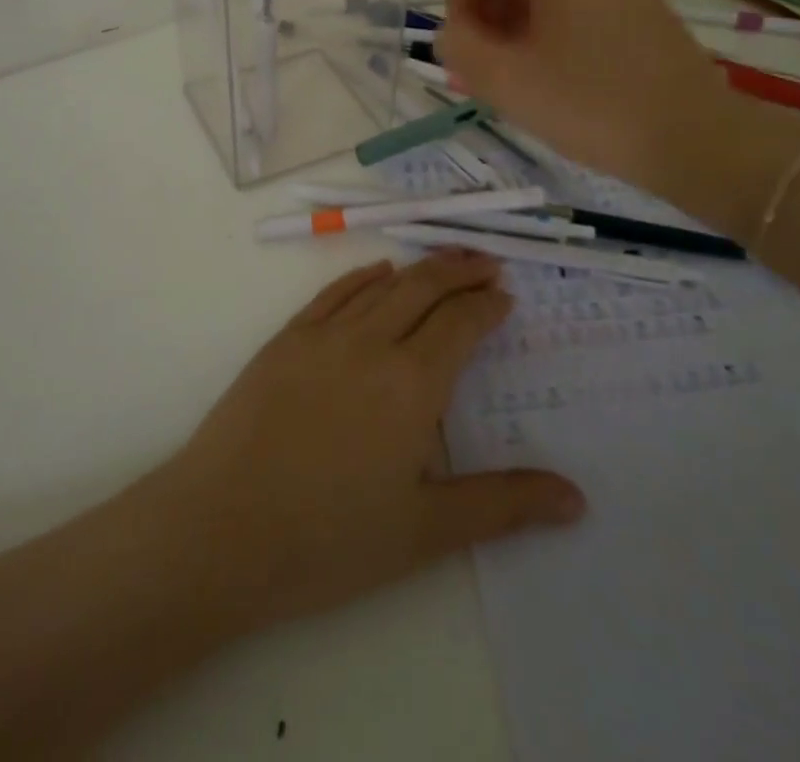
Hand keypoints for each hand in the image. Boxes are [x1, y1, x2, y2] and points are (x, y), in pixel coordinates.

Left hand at [145, 251, 583, 635]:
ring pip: (382, 285)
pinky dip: (363, 276)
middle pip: (424, 289)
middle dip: (461, 270)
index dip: (487, 305)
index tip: (505, 297)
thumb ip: (503, 505)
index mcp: (412, 383)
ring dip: (419, 268)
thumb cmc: (330, 538)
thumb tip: (577, 498)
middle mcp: (371, 342)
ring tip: (445, 261)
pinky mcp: (285, 339)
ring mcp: (322, 335)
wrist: (222, 527)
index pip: (460, 324)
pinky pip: (333, 292)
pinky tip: (378, 273)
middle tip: (487, 263)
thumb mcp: (426, 531)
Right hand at [437, 0, 731, 184]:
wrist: (698, 141)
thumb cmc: (594, 107)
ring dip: (513, 27)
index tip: (469, 53)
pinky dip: (547, 30)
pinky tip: (557, 74)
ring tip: (522, 78)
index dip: (456, 3)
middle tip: (492, 72)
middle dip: (485, 16)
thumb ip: (457, 47)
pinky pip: (571, 1)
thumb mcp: (507, 82)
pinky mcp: (636, 3)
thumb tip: (451, 33)